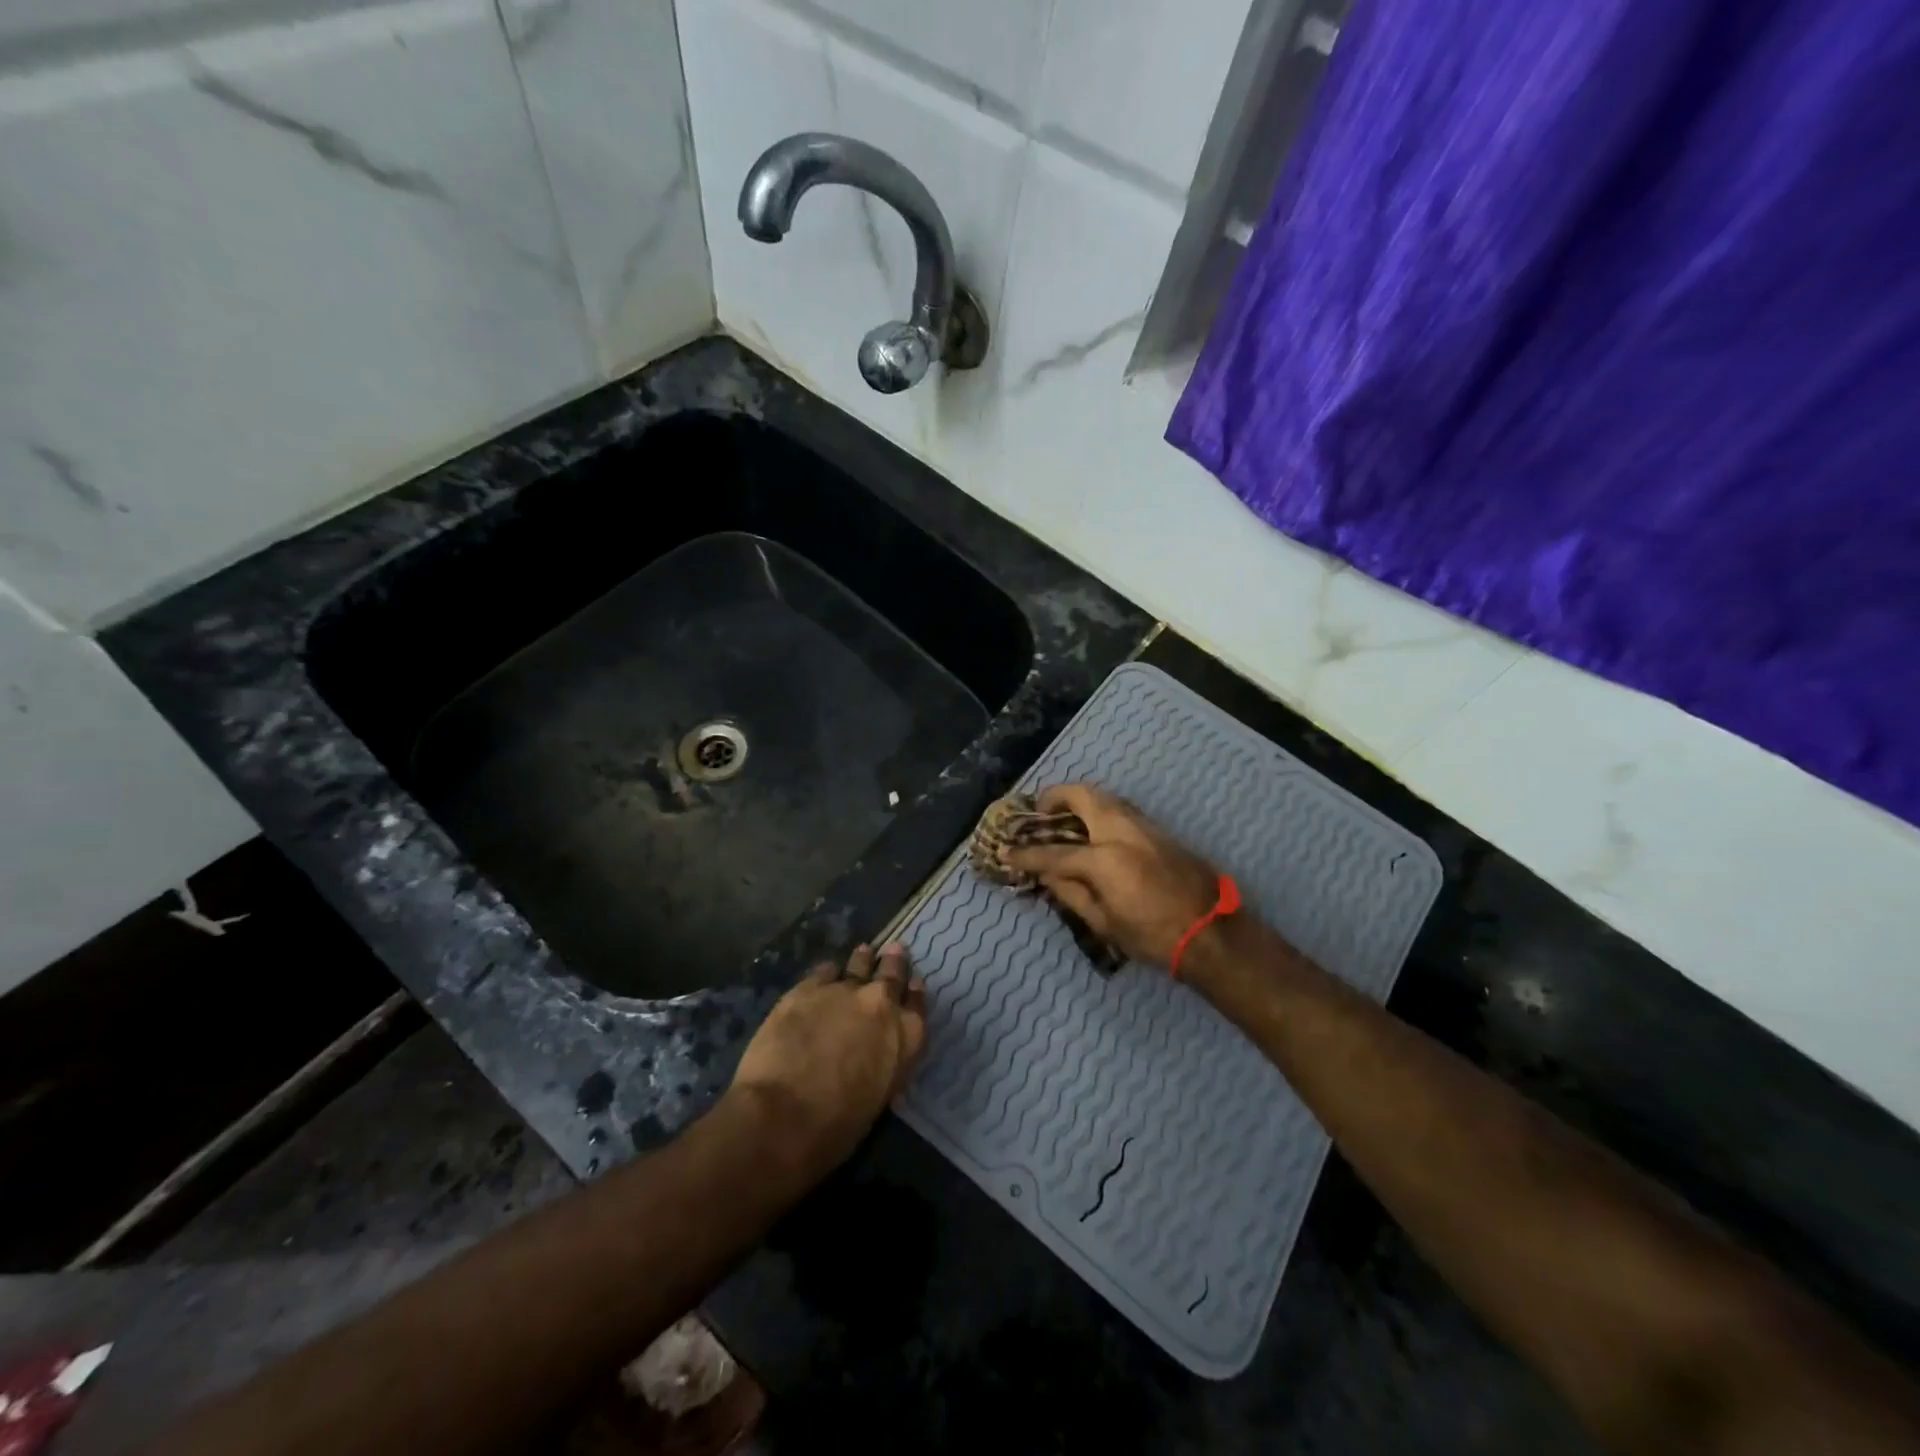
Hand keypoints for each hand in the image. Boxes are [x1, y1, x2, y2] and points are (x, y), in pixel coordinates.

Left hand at [728, 944, 926, 1174]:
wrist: (782, 1116)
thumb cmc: (835, 1128)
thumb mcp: (878, 1098)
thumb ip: (883, 1063)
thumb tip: (874, 1052)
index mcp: (906, 1038)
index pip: (917, 1005)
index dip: (914, 992)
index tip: (912, 983)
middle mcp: (881, 1004)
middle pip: (892, 974)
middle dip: (894, 963)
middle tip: (894, 951)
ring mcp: (843, 990)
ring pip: (859, 966)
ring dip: (863, 960)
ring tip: (864, 952)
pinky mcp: (807, 988)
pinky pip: (824, 971)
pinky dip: (828, 973)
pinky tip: (827, 973)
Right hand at [1005, 784, 1220, 969]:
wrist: (1213, 933)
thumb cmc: (1154, 937)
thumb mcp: (1105, 923)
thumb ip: (1071, 893)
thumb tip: (1047, 874)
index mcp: (1105, 859)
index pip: (1054, 852)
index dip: (1026, 853)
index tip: (1006, 851)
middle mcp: (1123, 831)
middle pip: (1083, 796)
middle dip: (1056, 797)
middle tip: (1040, 812)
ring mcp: (1145, 826)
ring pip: (1106, 797)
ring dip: (1081, 800)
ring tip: (1065, 818)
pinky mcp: (1161, 831)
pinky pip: (1122, 809)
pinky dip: (1101, 810)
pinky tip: (1095, 830)